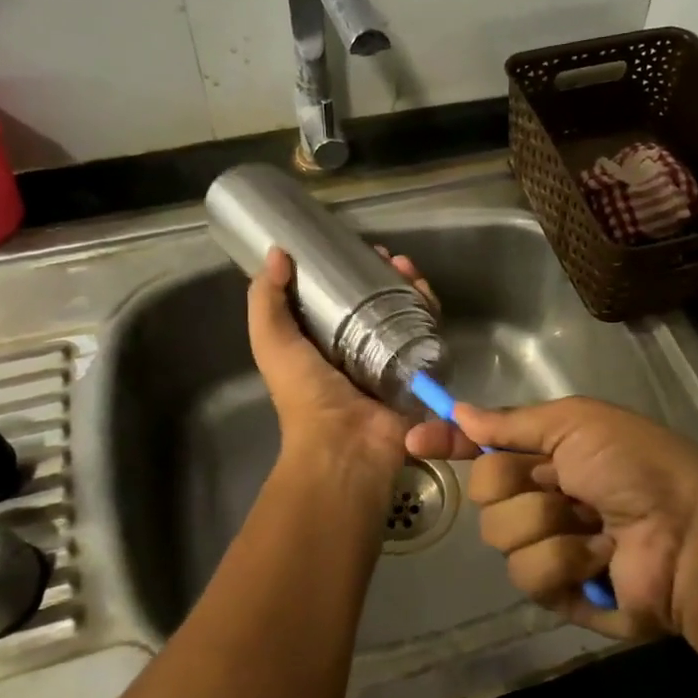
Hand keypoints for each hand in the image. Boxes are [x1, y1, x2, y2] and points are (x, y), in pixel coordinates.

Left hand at [248, 247, 414, 479]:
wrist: (347, 446)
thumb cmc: (306, 395)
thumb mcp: (273, 344)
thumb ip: (267, 302)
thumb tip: (277, 253)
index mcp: (324, 342)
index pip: (341, 296)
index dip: (349, 271)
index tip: (357, 251)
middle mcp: (360, 348)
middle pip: (379, 300)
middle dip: (386, 276)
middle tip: (392, 259)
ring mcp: (393, 359)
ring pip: (407, 313)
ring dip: (411, 288)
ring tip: (410, 271)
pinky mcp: (419, 370)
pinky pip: (429, 335)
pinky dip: (430, 312)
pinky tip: (428, 296)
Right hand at [420, 397, 697, 638]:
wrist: (688, 533)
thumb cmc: (635, 466)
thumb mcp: (577, 422)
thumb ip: (513, 422)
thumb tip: (460, 412)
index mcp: (549, 455)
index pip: (486, 448)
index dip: (452, 442)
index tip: (417, 439)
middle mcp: (544, 498)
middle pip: (484, 491)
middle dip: (517, 483)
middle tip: (561, 481)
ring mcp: (549, 546)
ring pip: (500, 535)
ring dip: (549, 524)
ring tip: (596, 525)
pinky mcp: (558, 592)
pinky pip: (528, 574)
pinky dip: (566, 560)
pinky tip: (602, 557)